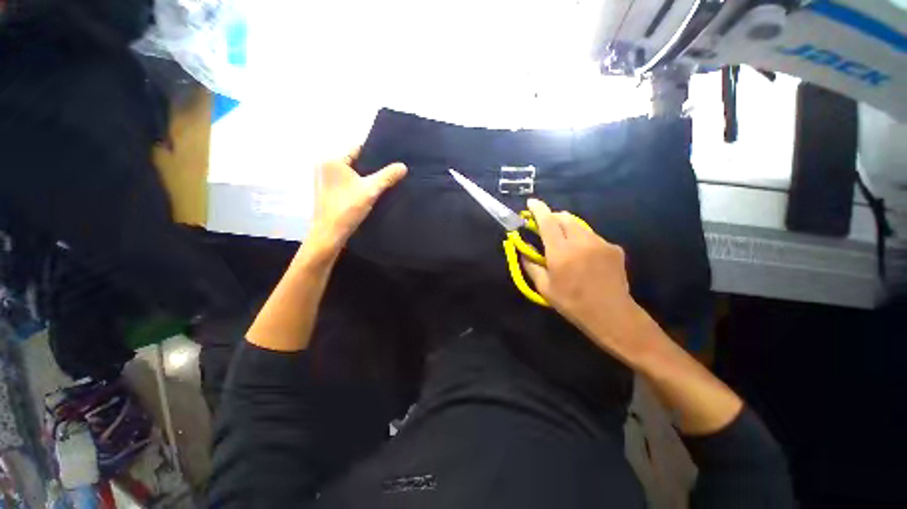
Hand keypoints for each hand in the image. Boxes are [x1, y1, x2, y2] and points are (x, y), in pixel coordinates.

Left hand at [306, 146, 406, 252]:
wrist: (330, 234)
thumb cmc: (347, 208)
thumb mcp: (371, 190)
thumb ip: (387, 177)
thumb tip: (403, 166)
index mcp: (333, 161)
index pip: (357, 149)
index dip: (375, 152)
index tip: (390, 157)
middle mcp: (325, 167)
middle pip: (354, 161)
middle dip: (371, 166)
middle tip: (390, 170)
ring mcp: (325, 181)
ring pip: (351, 174)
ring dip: (365, 178)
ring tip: (383, 181)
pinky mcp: (327, 193)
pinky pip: (347, 184)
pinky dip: (358, 186)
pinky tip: (370, 193)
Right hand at [521, 199, 647, 359]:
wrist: (611, 314)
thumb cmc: (572, 303)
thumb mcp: (544, 288)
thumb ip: (531, 266)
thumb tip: (523, 253)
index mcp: (560, 252)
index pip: (547, 222)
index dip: (538, 209)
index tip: (531, 202)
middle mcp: (581, 242)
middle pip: (565, 217)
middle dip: (553, 217)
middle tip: (546, 227)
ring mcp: (600, 243)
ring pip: (579, 225)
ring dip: (568, 228)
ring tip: (565, 243)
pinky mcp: (613, 248)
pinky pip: (593, 236)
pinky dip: (583, 239)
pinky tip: (584, 255)